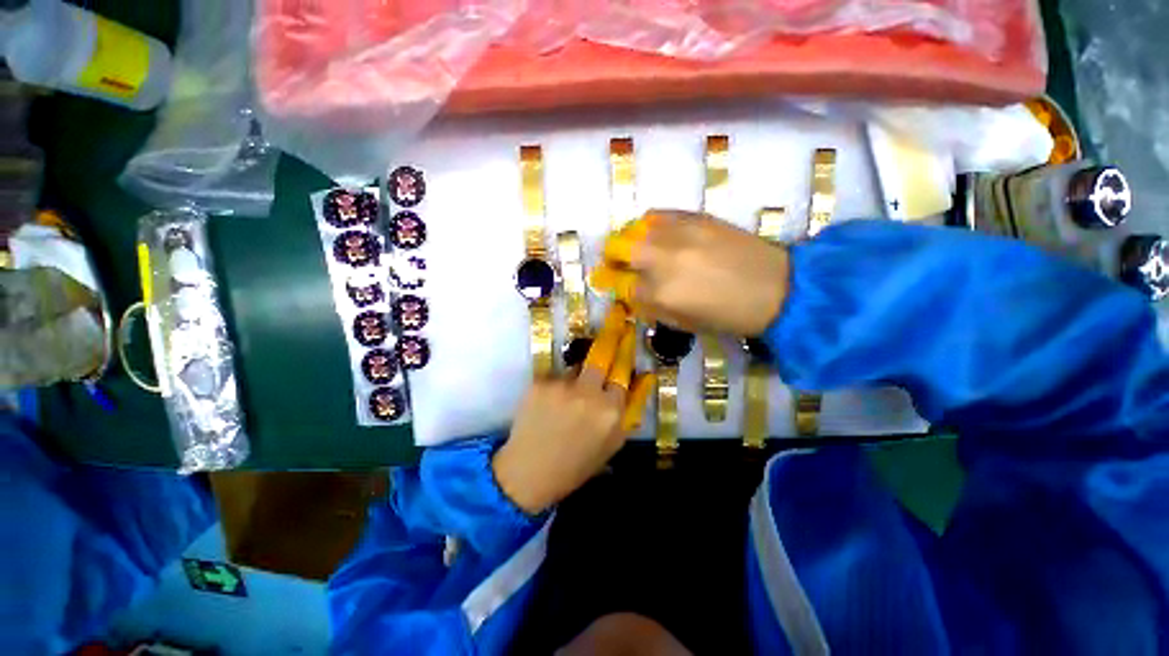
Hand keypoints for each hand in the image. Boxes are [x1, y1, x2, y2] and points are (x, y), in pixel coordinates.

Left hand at [493, 304, 653, 514]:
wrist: (528, 472)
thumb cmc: (577, 463)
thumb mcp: (613, 443)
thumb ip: (632, 408)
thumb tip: (645, 376)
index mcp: (611, 411)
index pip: (624, 371)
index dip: (626, 350)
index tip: (630, 329)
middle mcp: (588, 393)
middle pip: (603, 354)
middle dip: (612, 332)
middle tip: (618, 313)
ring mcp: (562, 385)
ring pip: (578, 366)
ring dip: (579, 374)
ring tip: (569, 399)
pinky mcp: (539, 382)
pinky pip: (556, 375)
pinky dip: (557, 384)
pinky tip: (551, 405)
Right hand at [590, 211, 790, 335]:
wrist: (777, 287)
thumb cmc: (729, 316)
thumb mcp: (683, 323)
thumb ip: (651, 307)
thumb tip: (632, 294)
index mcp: (659, 294)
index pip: (618, 285)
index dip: (609, 284)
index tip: (607, 282)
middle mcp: (661, 260)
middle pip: (616, 248)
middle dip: (610, 258)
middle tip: (615, 263)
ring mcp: (677, 234)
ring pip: (633, 229)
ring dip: (627, 240)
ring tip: (634, 247)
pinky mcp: (694, 217)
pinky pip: (657, 214)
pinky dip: (648, 225)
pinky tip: (654, 233)